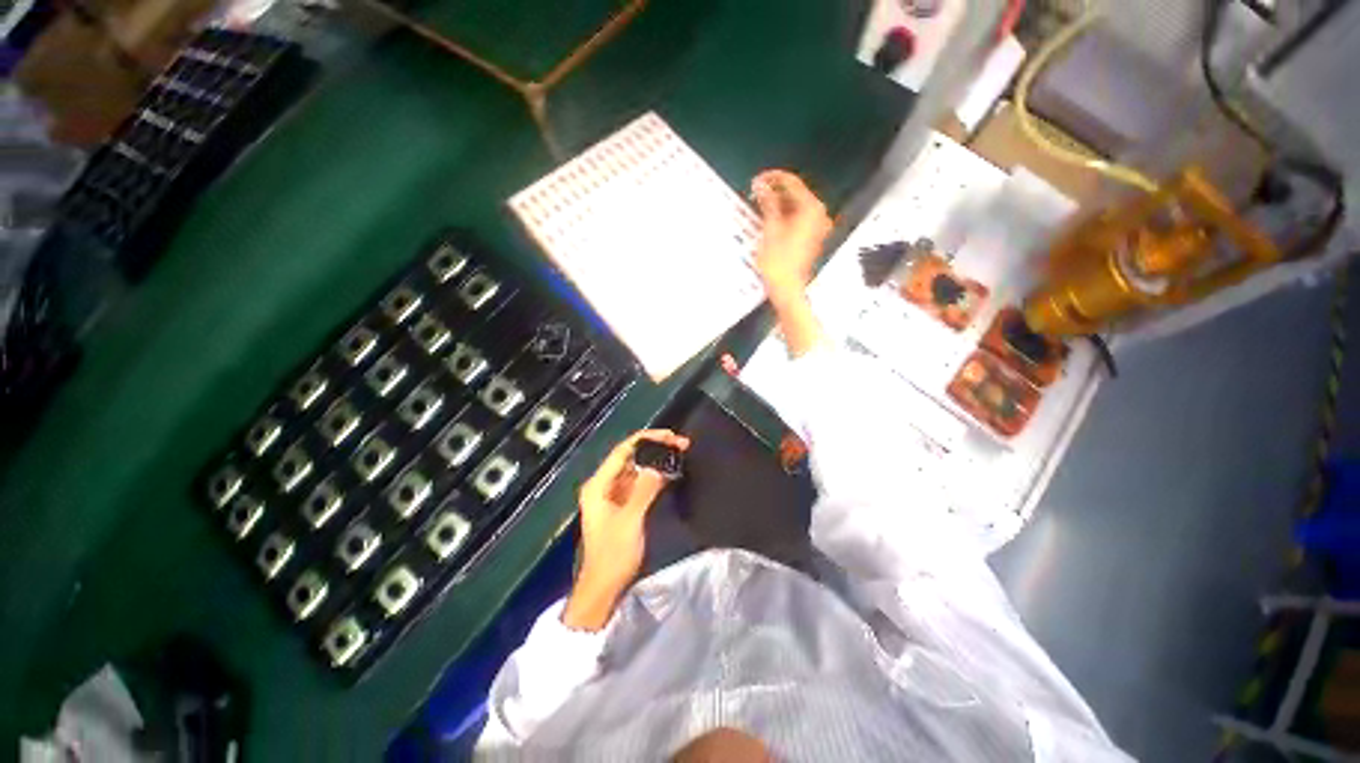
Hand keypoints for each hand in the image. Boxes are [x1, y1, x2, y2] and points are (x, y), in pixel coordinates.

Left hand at [562, 429, 690, 630]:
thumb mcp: (631, 520)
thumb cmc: (613, 554)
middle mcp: (604, 484)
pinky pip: (640, 482)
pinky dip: (654, 475)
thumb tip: (660, 464)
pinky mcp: (623, 505)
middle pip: (630, 457)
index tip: (670, 436)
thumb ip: (645, 489)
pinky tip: (670, 471)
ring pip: (636, 468)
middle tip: (681, 443)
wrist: (604, 588)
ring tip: (680, 453)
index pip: (623, 451)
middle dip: (655, 448)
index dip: (646, 439)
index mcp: (599, 484)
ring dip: (656, 460)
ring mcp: (613, 495)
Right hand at [752, 170, 832, 296]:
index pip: (792, 182)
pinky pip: (797, 218)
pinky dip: (784, 215)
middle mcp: (818, 213)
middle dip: (774, 191)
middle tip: (754, 192)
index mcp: (810, 208)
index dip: (773, 178)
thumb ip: (767, 202)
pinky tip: (768, 218)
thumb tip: (760, 184)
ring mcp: (816, 226)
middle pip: (795, 193)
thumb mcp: (770, 228)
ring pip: (795, 206)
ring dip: (777, 203)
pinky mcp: (811, 237)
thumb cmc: (778, 261)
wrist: (787, 289)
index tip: (756, 179)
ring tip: (758, 204)